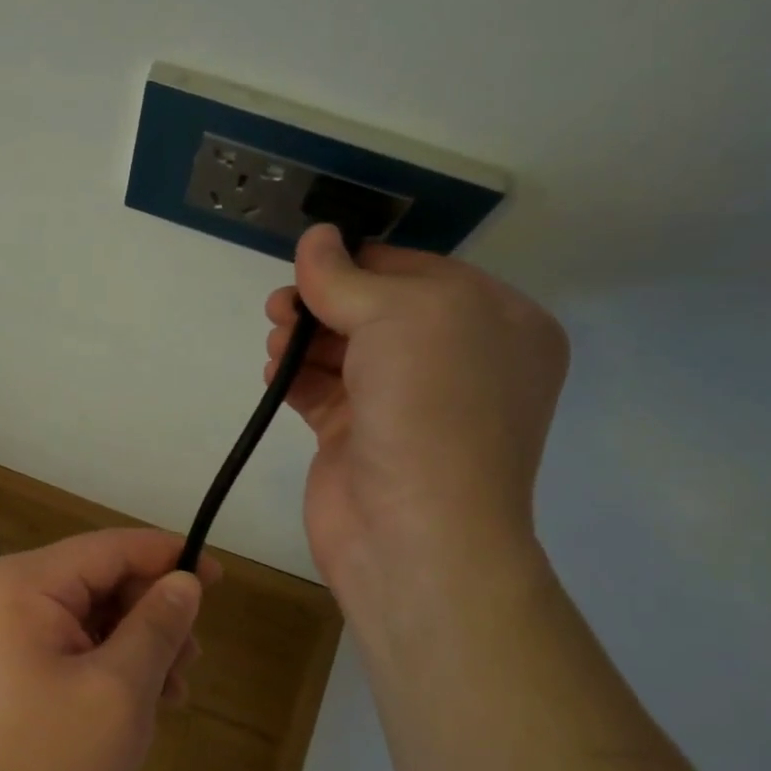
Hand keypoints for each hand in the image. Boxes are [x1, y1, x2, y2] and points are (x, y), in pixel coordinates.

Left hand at [0, 529, 216, 770]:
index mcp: (25, 581)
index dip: (169, 556)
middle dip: (153, 613)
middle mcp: (10, 589)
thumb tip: (185, 580)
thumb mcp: (120, 689)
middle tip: (193, 657)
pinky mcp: (13, 656)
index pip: (111, 547)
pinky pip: (75, 638)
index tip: (220, 576)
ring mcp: (7, 624)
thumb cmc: (49, 757)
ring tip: (175, 688)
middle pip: (102, 578)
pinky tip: (147, 697)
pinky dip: (114, 659)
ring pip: (94, 610)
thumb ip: (157, 625)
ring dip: (140, 641)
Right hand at [266, 224, 568, 590]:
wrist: (414, 533)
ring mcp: (408, 404)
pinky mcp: (362, 438)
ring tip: (275, 341)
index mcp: (497, 323)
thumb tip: (314, 237)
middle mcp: (458, 361)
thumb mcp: (400, 317)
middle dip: (325, 301)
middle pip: (376, 310)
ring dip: (305, 339)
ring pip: (346, 351)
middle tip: (279, 307)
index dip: (361, 262)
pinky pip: (325, 392)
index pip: (418, 271)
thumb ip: (346, 276)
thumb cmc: (429, 408)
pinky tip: (274, 373)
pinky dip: (297, 378)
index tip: (307, 262)